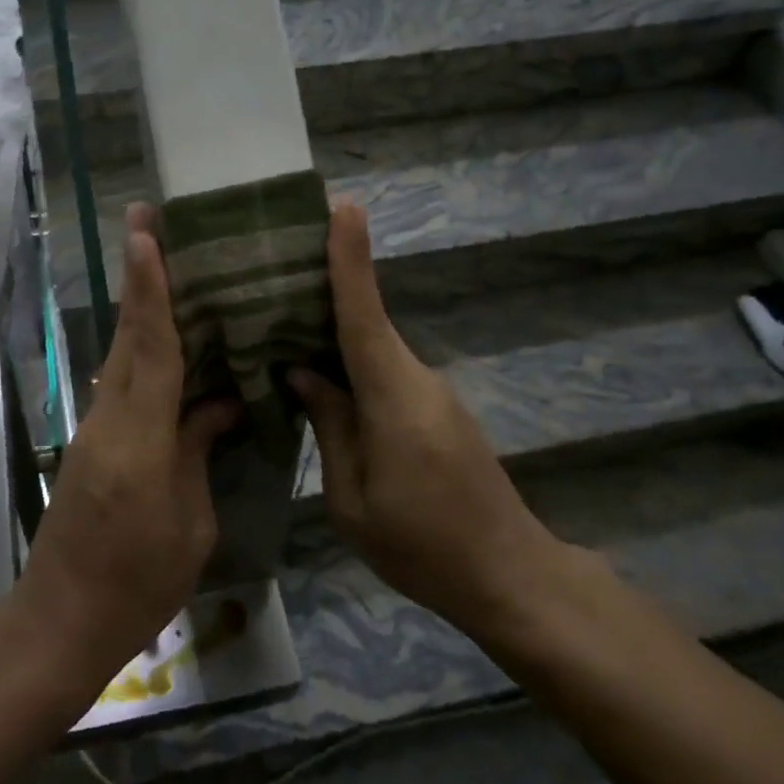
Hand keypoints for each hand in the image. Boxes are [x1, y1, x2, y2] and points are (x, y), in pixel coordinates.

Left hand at [13, 204, 239, 689]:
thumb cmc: (139, 583)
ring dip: (138, 307)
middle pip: (127, 335)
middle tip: (147, 221)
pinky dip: (142, 350)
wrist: (62, 618)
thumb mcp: (189, 522)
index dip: (150, 289)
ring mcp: (95, 427)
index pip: (150, 349)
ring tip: (162, 263)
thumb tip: (220, 403)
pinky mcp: (91, 440)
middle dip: (137, 275)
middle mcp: (109, 419)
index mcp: (139, 440)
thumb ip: (198, 450)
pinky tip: (166, 340)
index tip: (146, 235)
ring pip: (121, 354)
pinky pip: (122, 382)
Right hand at [289, 203, 569, 636]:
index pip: (364, 315)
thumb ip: (330, 427)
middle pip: (364, 323)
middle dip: (323, 288)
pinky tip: (319, 375)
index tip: (342, 207)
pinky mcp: (436, 409)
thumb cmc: (424, 547)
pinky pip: (384, 371)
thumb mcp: (353, 501)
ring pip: (373, 348)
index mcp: (394, 398)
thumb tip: (302, 374)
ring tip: (278, 320)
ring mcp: (431, 392)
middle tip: (271, 266)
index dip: (351, 259)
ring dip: (331, 330)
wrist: (511, 576)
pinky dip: (351, 363)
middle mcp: (417, 379)